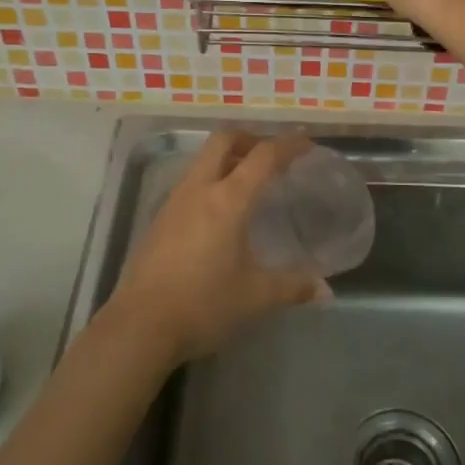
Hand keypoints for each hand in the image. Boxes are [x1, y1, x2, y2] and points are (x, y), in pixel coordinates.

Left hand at [107, 130, 323, 362]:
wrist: (140, 326)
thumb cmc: (203, 304)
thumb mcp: (255, 297)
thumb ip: (292, 287)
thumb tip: (324, 290)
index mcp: (228, 200)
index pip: (263, 156)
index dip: (288, 145)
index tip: (307, 143)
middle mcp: (199, 190)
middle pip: (223, 141)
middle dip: (250, 138)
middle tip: (271, 155)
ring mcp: (174, 202)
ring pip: (202, 161)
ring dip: (227, 158)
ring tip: (248, 182)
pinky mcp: (158, 220)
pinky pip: (190, 184)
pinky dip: (210, 181)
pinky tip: (219, 213)